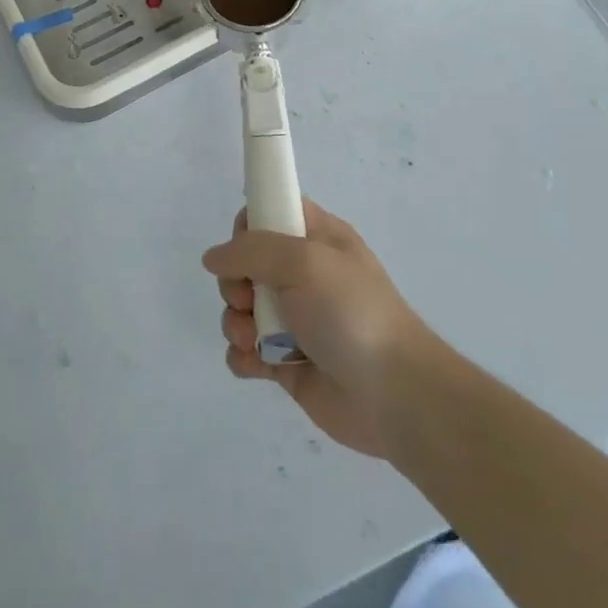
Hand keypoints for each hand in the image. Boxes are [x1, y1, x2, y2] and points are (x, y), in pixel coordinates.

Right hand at [203, 200, 433, 457]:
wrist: (394, 395)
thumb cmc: (351, 313)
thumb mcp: (304, 261)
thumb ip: (252, 250)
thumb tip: (213, 256)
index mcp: (317, 238)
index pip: (272, 212)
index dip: (249, 226)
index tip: (244, 247)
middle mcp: (304, 275)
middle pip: (246, 263)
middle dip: (235, 282)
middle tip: (248, 299)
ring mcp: (295, 319)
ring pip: (242, 309)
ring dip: (235, 322)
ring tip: (253, 340)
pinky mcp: (287, 362)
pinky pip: (248, 351)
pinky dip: (243, 357)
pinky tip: (256, 365)